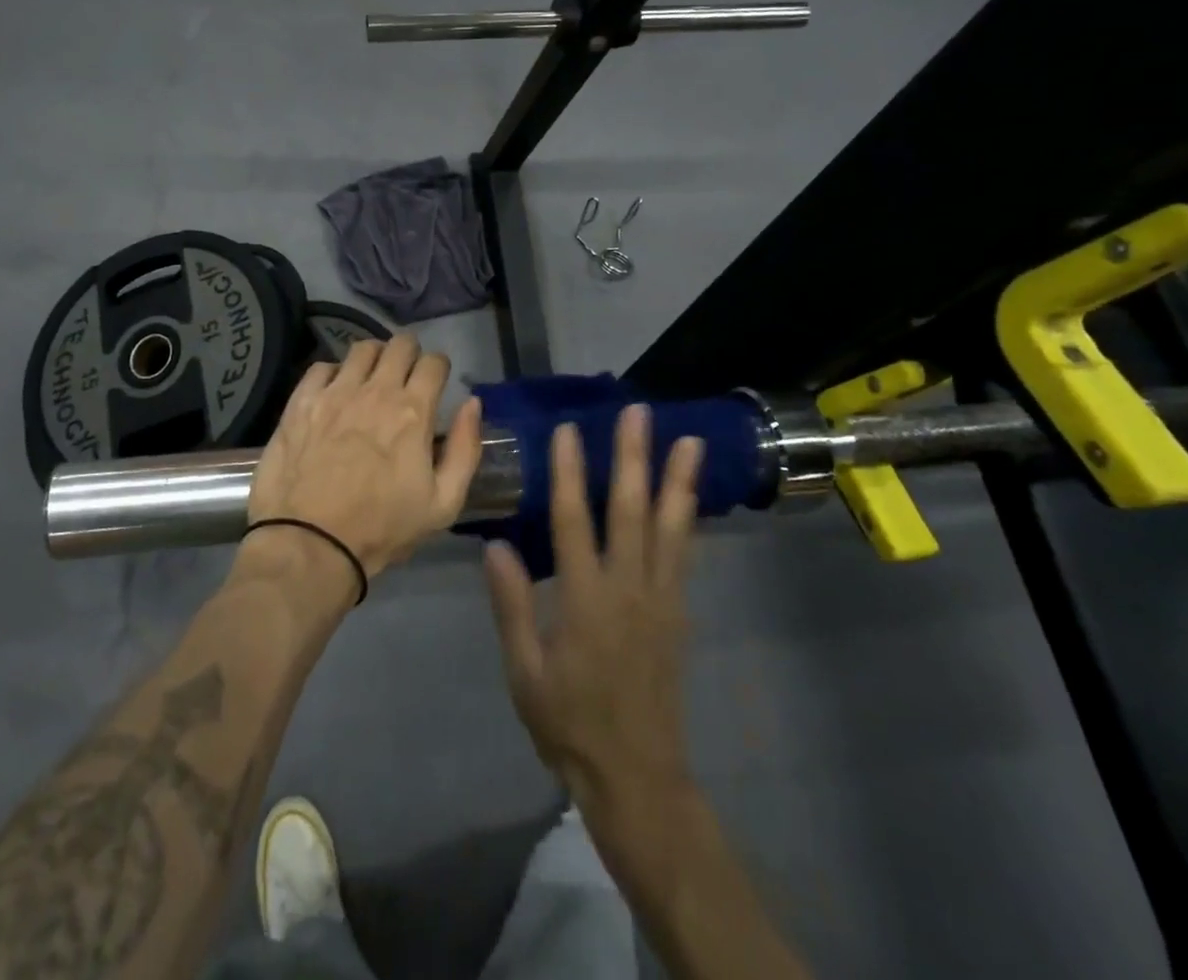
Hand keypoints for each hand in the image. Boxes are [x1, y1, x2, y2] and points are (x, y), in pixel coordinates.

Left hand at [247, 334, 482, 582]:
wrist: (309, 544)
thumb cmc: (382, 528)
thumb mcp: (443, 504)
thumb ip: (464, 449)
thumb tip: (473, 404)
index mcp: (413, 411)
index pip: (434, 362)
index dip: (439, 368)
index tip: (435, 382)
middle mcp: (375, 390)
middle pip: (399, 344)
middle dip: (409, 353)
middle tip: (405, 375)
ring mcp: (334, 392)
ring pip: (361, 349)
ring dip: (373, 358)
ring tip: (370, 379)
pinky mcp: (300, 402)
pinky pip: (321, 367)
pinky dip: (333, 373)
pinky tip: (333, 393)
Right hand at [484, 406, 702, 822]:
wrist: (637, 776)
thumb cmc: (569, 723)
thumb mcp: (525, 671)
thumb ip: (512, 605)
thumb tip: (496, 545)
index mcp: (585, 600)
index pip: (574, 521)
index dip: (569, 472)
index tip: (568, 430)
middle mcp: (628, 588)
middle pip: (632, 511)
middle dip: (634, 457)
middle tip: (638, 412)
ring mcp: (660, 599)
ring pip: (671, 528)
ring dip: (678, 480)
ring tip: (690, 441)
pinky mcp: (678, 613)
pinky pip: (685, 556)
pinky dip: (690, 520)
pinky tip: (692, 498)